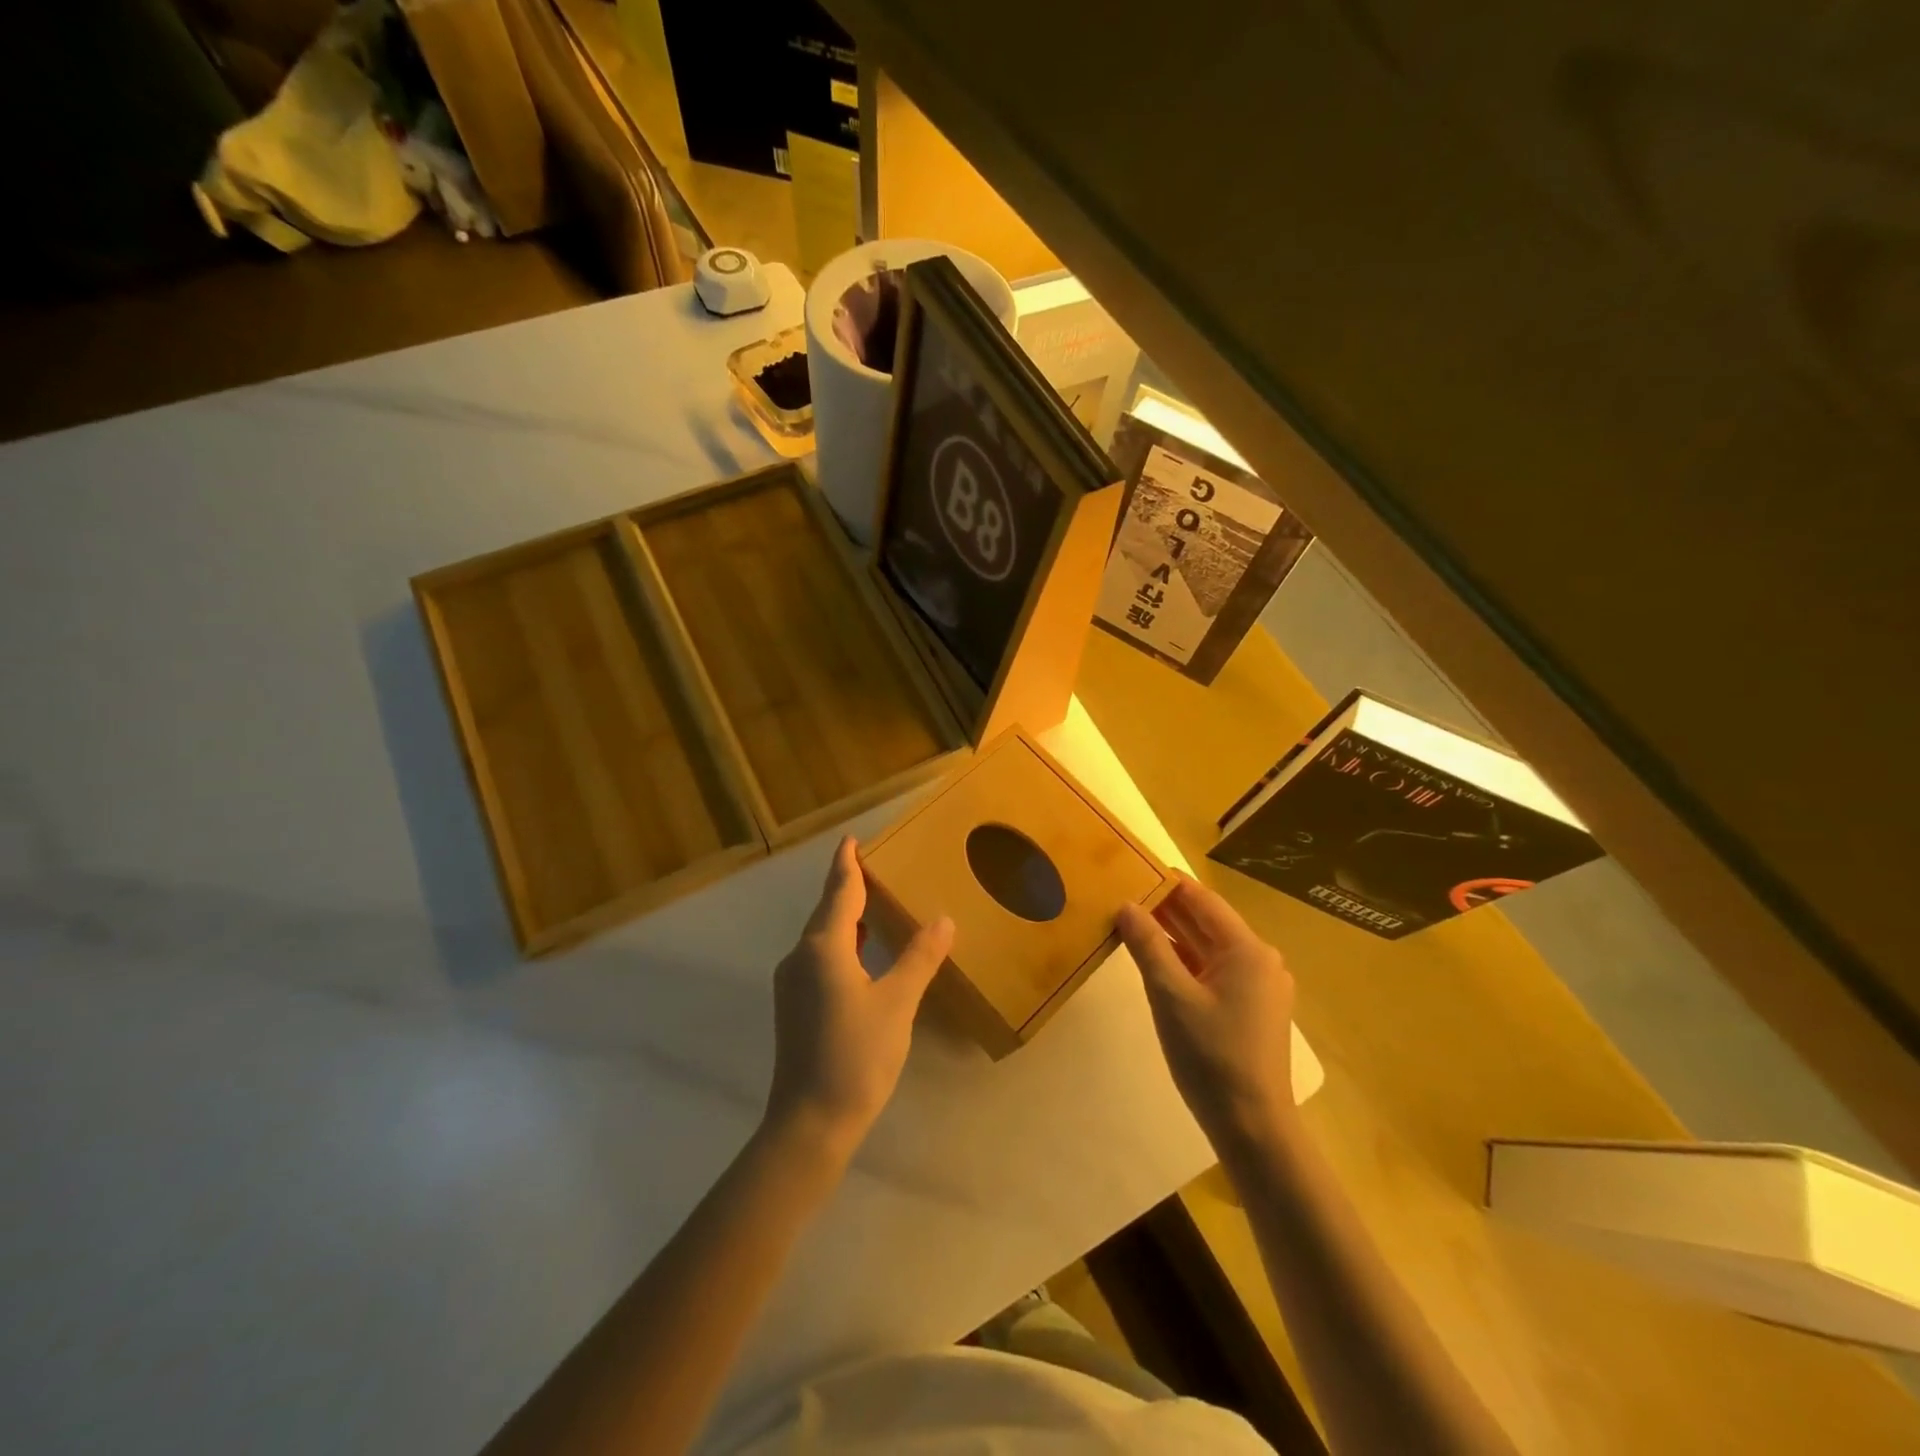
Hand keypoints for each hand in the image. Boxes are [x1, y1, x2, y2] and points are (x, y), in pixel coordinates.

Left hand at [765, 837, 954, 1161]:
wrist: (809, 1123)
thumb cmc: (856, 1057)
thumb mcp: (897, 1004)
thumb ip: (919, 958)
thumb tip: (943, 920)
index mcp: (824, 948)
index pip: (839, 892)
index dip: (847, 864)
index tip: (851, 839)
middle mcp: (801, 957)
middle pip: (827, 911)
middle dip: (847, 886)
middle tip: (874, 866)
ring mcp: (793, 983)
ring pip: (821, 935)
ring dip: (844, 915)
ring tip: (871, 903)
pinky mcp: (795, 1006)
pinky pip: (819, 956)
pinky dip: (841, 942)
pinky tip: (860, 953)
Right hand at [1117, 874, 1296, 1147]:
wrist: (1252, 1126)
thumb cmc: (1210, 1055)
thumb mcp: (1170, 995)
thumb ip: (1147, 946)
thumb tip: (1126, 905)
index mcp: (1247, 950)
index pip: (1203, 900)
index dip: (1169, 883)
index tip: (1135, 867)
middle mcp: (1260, 961)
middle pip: (1207, 922)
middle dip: (1167, 908)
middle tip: (1124, 892)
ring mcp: (1258, 987)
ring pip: (1209, 948)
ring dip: (1174, 935)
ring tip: (1132, 920)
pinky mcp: (1251, 1009)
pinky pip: (1214, 971)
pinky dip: (1186, 961)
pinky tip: (1156, 959)